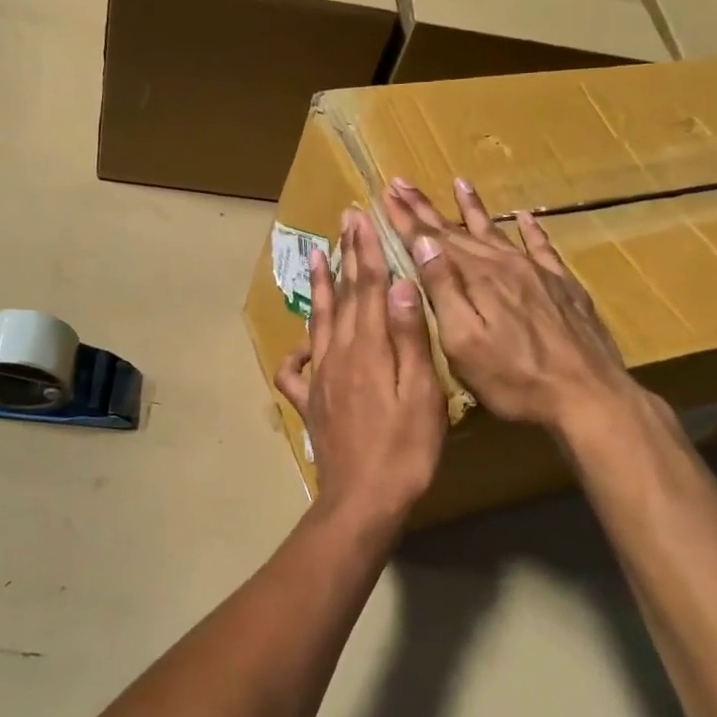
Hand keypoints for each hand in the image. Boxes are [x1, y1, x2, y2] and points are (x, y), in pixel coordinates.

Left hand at [275, 207, 445, 533]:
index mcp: (368, 347)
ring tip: (317, 255)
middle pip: (342, 295)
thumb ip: (408, 337)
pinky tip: (302, 342)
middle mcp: (338, 353)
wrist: (363, 499)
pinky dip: (297, 350)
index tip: (363, 217)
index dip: (367, 250)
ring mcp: (320, 377)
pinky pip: (295, 369)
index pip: (368, 286)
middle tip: (344, 221)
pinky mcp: (310, 401)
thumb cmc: (404, 449)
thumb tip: (399, 284)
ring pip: (318, 320)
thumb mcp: (420, 393)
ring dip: (319, 286)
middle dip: (345, 255)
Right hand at [382, 177, 641, 439]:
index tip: (386, 192)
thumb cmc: (515, 379)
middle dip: (427, 208)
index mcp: (477, 279)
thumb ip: (443, 290)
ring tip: (460, 183)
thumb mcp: (464, 342)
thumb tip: (423, 244)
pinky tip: (526, 216)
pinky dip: (531, 229)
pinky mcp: (564, 286)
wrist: (590, 397)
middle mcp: (505, 265)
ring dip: (474, 208)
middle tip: (403, 183)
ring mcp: (538, 273)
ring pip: (497, 232)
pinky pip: (543, 247)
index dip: (406, 217)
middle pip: (458, 230)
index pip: (432, 240)